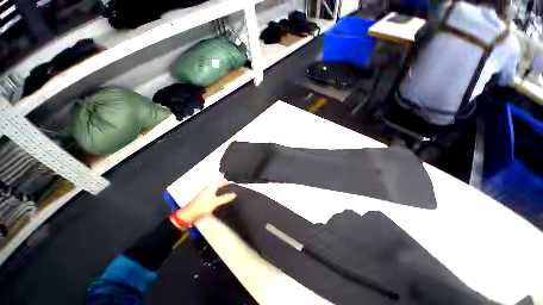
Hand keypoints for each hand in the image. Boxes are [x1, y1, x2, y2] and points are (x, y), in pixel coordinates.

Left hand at [174, 181, 235, 224]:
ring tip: (230, 193)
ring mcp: (206, 192)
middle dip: (226, 186)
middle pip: (219, 185)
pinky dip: (219, 194)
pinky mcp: (205, 197)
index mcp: (212, 186)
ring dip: (223, 190)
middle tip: (234, 188)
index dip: (229, 183)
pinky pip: (214, 193)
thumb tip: (234, 194)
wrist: (190, 214)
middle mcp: (209, 187)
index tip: (235, 185)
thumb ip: (225, 198)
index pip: (222, 182)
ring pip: (217, 189)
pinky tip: (222, 198)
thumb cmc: (202, 206)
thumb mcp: (216, 202)